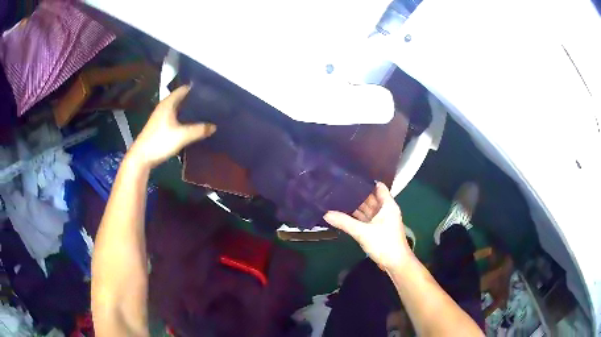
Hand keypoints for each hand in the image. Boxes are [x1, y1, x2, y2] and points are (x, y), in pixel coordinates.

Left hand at [128, 86, 215, 167]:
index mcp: (168, 103)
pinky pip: (175, 118)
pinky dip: (184, 118)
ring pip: (178, 109)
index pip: (184, 89)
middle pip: (181, 99)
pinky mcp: (160, 127)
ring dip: (189, 110)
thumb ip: (199, 130)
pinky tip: (192, 124)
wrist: (141, 157)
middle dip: (194, 100)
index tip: (209, 90)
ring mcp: (161, 117)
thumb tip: (214, 126)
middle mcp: (164, 107)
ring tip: (204, 112)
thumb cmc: (160, 141)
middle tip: (210, 102)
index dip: (195, 88)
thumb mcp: (182, 136)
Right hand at [324, 182, 413, 270]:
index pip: (378, 187)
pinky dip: (357, 217)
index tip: (351, 177)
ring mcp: (381, 221)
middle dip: (357, 194)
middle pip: (371, 198)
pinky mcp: (377, 230)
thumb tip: (326, 214)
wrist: (395, 263)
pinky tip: (344, 214)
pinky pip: (366, 219)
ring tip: (339, 199)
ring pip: (368, 210)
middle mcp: (385, 210)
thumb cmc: (384, 243)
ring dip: (356, 206)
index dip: (367, 181)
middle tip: (339, 188)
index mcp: (388, 205)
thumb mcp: (363, 232)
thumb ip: (345, 222)